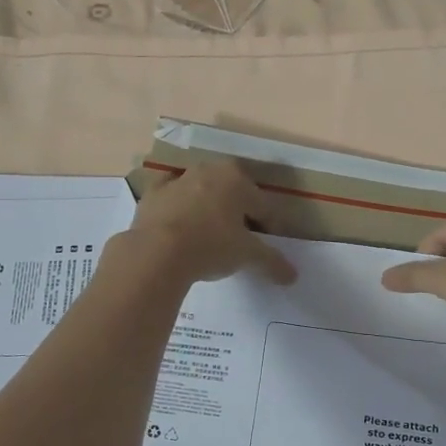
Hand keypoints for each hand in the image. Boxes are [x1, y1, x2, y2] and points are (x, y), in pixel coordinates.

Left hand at [120, 159, 296, 285]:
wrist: (156, 253)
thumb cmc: (211, 246)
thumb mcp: (247, 255)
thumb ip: (272, 262)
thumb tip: (292, 275)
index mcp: (238, 179)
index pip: (263, 204)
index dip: (269, 227)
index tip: (266, 247)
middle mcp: (210, 170)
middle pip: (232, 193)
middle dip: (238, 212)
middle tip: (239, 240)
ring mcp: (178, 179)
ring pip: (201, 191)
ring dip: (208, 207)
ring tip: (209, 236)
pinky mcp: (153, 193)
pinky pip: (171, 195)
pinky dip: (176, 205)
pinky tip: (178, 222)